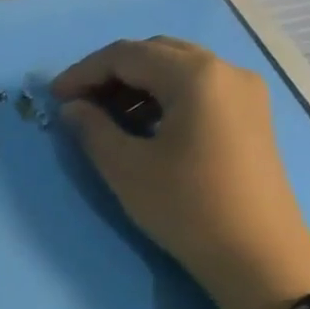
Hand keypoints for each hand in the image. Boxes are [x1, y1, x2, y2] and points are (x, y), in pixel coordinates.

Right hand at [52, 36, 309, 308]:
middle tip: (79, 106)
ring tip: (106, 120)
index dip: (84, 72)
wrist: (256, 254)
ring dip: (138, 87)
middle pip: (157, 53)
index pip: (127, 54)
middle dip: (112, 74)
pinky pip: (199, 91)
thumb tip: (73, 107)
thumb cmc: (185, 208)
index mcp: (195, 75)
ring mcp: (244, 93)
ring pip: (179, 71)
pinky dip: (164, 100)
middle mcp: (225, 70)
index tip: (54, 97)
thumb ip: (92, 130)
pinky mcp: (251, 117)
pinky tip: (144, 130)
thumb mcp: (127, 169)